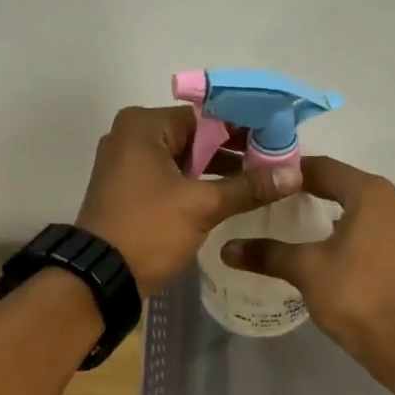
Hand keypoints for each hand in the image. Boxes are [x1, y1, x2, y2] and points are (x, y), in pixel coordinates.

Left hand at [75, 105, 301, 292]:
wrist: (100, 278)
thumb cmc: (148, 230)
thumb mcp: (202, 206)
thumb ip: (248, 187)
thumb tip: (294, 173)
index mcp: (144, 126)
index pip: (207, 117)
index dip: (245, 129)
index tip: (278, 144)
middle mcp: (131, 137)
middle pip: (195, 137)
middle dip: (234, 152)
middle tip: (274, 165)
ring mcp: (127, 165)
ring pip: (184, 160)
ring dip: (218, 172)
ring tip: (259, 184)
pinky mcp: (129, 192)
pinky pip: (171, 179)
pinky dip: (196, 186)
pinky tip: (228, 198)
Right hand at [222, 156, 394, 366]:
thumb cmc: (354, 294)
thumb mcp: (305, 269)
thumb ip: (267, 254)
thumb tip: (226, 249)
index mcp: (369, 192)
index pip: (323, 167)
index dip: (290, 171)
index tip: (261, 178)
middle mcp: (391, 200)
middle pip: (342, 183)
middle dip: (308, 189)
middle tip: (272, 198)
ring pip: (357, 206)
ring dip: (327, 209)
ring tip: (292, 219)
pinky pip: (368, 226)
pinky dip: (345, 227)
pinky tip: (322, 244)